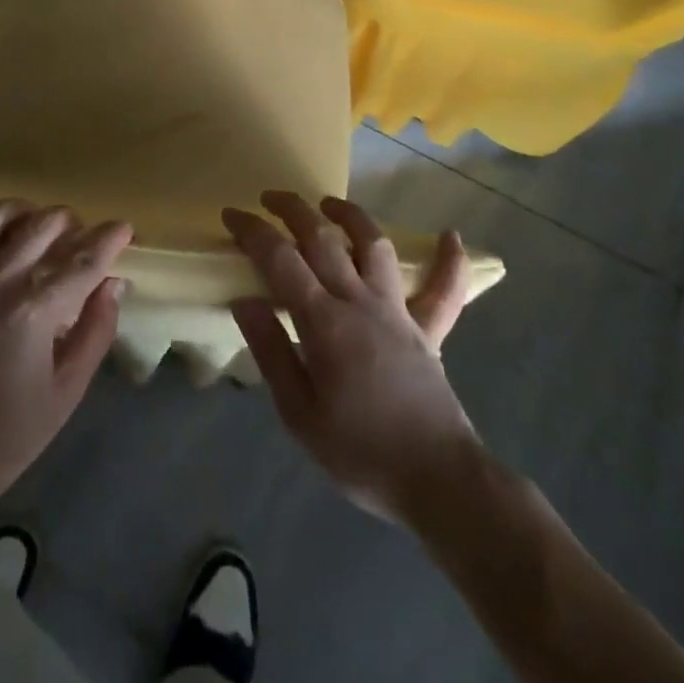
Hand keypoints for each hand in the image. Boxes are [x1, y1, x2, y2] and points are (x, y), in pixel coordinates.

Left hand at [0, 194, 132, 530]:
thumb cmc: (11, 434)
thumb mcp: (68, 391)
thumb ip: (96, 331)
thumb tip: (113, 283)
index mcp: (35, 311)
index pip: (83, 263)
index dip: (109, 241)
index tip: (125, 227)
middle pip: (40, 229)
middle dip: (67, 222)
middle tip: (77, 233)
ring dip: (17, 210)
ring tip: (30, 218)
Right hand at [225, 191, 478, 526]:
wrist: (439, 483)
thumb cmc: (361, 453)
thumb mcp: (299, 414)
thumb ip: (271, 351)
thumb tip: (245, 299)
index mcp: (324, 322)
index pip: (280, 259)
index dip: (253, 231)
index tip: (232, 214)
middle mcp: (360, 302)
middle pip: (323, 238)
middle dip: (293, 209)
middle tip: (270, 198)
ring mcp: (398, 312)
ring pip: (375, 246)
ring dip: (352, 217)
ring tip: (330, 204)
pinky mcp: (428, 331)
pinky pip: (444, 291)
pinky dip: (450, 262)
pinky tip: (451, 235)